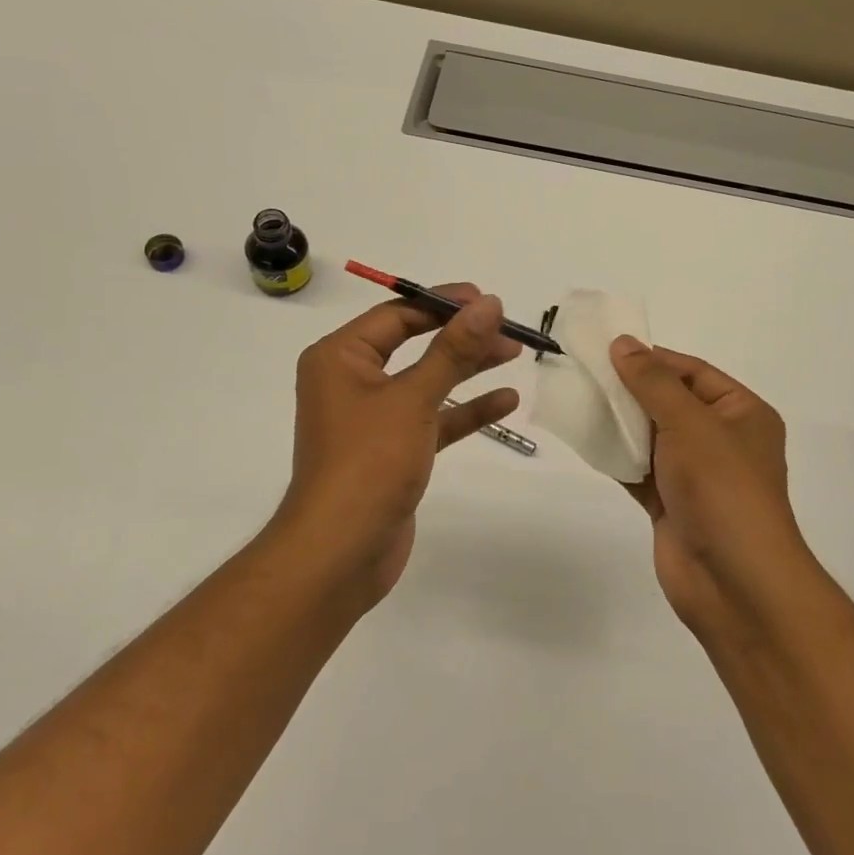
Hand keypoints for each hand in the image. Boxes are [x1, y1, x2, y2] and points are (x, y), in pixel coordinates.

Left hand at [276, 284, 520, 603]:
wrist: (340, 553)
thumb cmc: (368, 463)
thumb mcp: (413, 399)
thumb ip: (453, 351)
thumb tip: (489, 303)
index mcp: (340, 357)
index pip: (397, 314)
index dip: (444, 303)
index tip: (489, 301)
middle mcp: (351, 381)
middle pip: (414, 343)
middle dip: (461, 335)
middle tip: (508, 329)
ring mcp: (372, 418)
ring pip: (427, 381)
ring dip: (468, 368)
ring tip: (513, 353)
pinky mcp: (392, 451)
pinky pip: (432, 418)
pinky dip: (465, 410)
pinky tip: (506, 400)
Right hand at [608, 337, 818, 641]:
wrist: (733, 581)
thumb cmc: (722, 488)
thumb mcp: (690, 423)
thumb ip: (652, 382)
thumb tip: (623, 343)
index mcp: (742, 414)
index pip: (693, 372)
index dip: (653, 359)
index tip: (608, 351)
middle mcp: (722, 440)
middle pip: (670, 403)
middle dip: (631, 391)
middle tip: (585, 374)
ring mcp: (696, 475)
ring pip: (652, 438)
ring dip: (620, 423)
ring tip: (578, 402)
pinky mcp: (672, 504)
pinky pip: (640, 470)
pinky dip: (617, 457)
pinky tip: (586, 441)